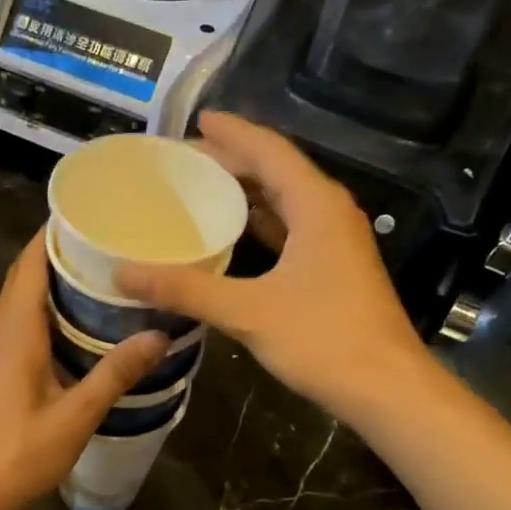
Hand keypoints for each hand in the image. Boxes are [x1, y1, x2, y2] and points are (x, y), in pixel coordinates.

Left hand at [0, 235, 167, 509]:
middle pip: (27, 275)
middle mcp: (2, 332)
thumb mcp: (73, 417)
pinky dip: (50, 310)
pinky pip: (25, 324)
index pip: (32, 262)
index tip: (92, 212)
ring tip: (104, 274)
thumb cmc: (14, 455)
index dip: (55, 232)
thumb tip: (159, 335)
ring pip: (25, 300)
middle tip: (110, 241)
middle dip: (62, 252)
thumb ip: (114, 374)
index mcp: (16, 331)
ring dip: (56, 281)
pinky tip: (82, 325)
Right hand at [117, 112, 427, 422]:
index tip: (197, 120)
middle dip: (232, 160)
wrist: (387, 389)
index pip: (270, 151)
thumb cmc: (324, 340)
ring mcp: (335, 241)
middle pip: (276, 171)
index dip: (232, 132)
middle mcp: (329, 212)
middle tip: (183, 160)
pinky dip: (258, 224)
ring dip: (245, 192)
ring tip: (199, 188)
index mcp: (316, 205)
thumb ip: (185, 290)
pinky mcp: (333, 268)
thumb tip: (123, 275)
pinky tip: (230, 235)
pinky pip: (290, 229)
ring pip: (284, 201)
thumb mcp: (247, 312)